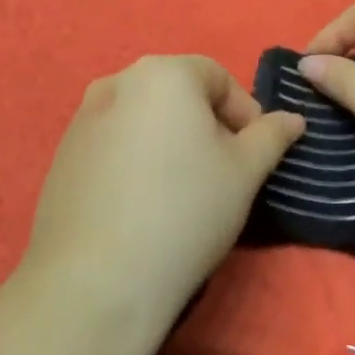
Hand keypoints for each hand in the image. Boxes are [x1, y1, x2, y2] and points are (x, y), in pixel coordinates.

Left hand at [21, 56, 303, 326]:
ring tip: (182, 190)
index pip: (217, 77)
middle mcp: (117, 81)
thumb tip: (292, 118)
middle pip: (177, 93)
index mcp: (164, 73)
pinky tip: (142, 205)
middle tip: (223, 171)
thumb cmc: (186, 211)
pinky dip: (135, 159)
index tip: (254, 154)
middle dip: (206, 124)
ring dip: (170, 141)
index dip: (244, 112)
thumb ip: (271, 136)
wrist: (97, 282)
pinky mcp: (61, 155)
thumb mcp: (245, 172)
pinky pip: (113, 143)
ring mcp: (83, 118)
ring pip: (144, 118)